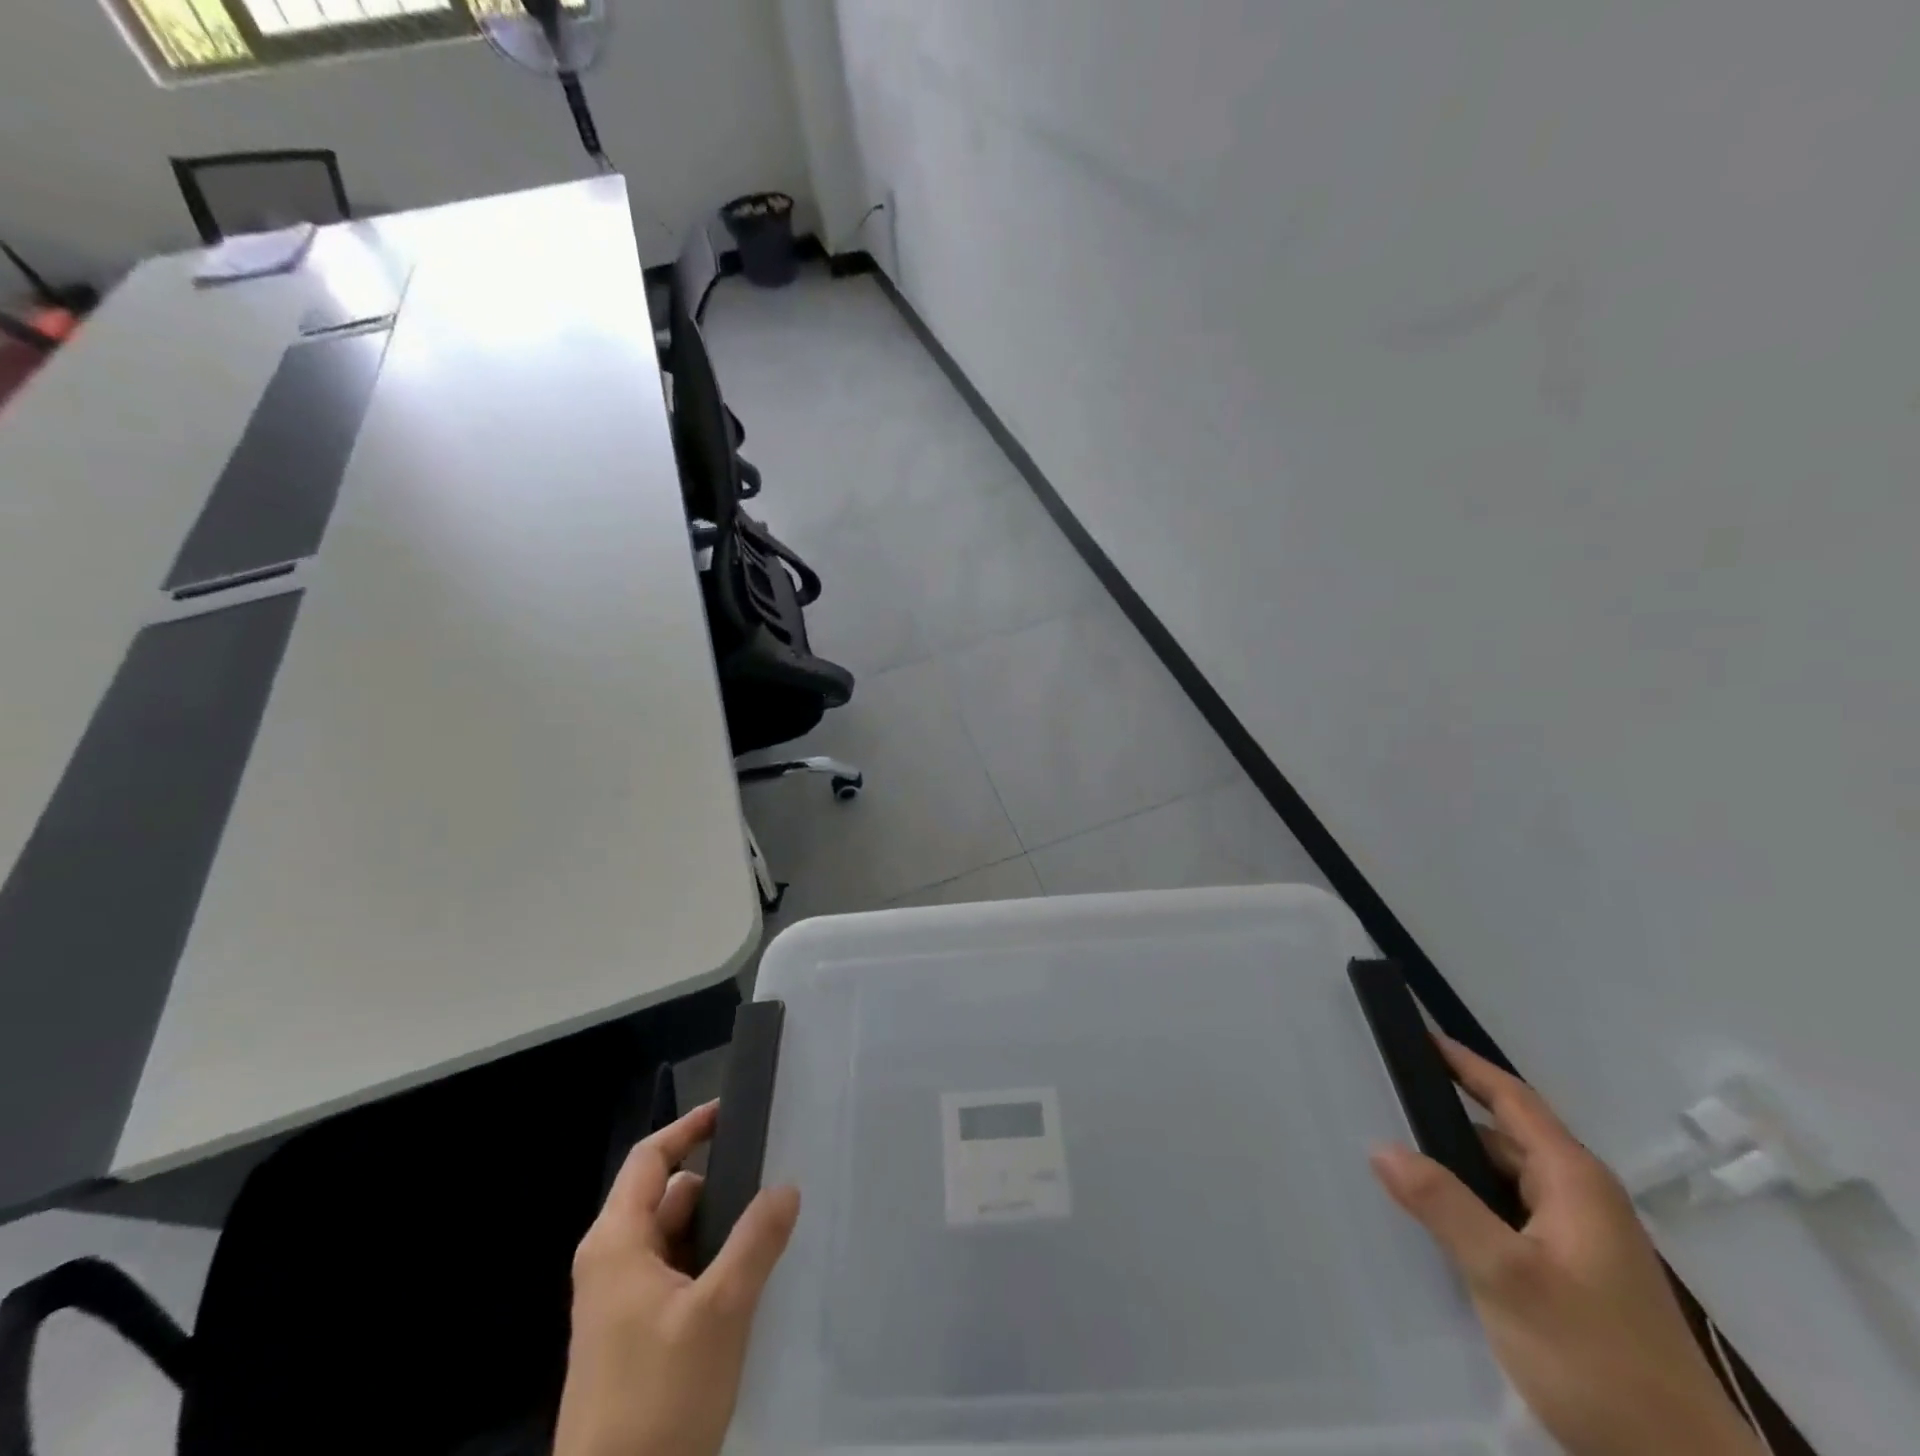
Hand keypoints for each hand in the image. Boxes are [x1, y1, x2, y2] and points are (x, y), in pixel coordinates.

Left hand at [555, 1101, 800, 1455]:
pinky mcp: (632, 1340)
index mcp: (616, 1243)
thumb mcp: (719, 1312)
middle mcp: (611, 1264)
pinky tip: (747, 1283)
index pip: (650, 1159)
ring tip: (769, 1230)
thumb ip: (756, 1241)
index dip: (689, 1128)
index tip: (731, 1112)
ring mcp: (619, 1305)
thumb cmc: (658, 1399)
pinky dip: (708, 1266)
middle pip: (667, 1197)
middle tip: (772, 1178)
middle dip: (718, 1186)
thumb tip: (786, 1186)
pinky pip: (675, 1277)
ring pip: (675, 1240)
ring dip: (717, 1231)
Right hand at [1369, 1037, 1763, 1455]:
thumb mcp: (1507, 1278)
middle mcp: (1581, 1199)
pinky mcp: (1574, 1275)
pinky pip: (1510, 1215)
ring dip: (1456, 1166)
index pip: (1511, 1099)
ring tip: (1395, 1158)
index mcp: (1574, 1182)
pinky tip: (1436, 1220)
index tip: (1417, 1034)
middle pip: (1504, 1136)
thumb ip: (1443, 1205)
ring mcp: (1581, 1240)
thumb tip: (1380, 1145)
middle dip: (1446, 1117)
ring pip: (1504, 1180)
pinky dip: (1471, 1203)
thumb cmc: (1597, 1360)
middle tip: (1383, 1099)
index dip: (1464, 1063)